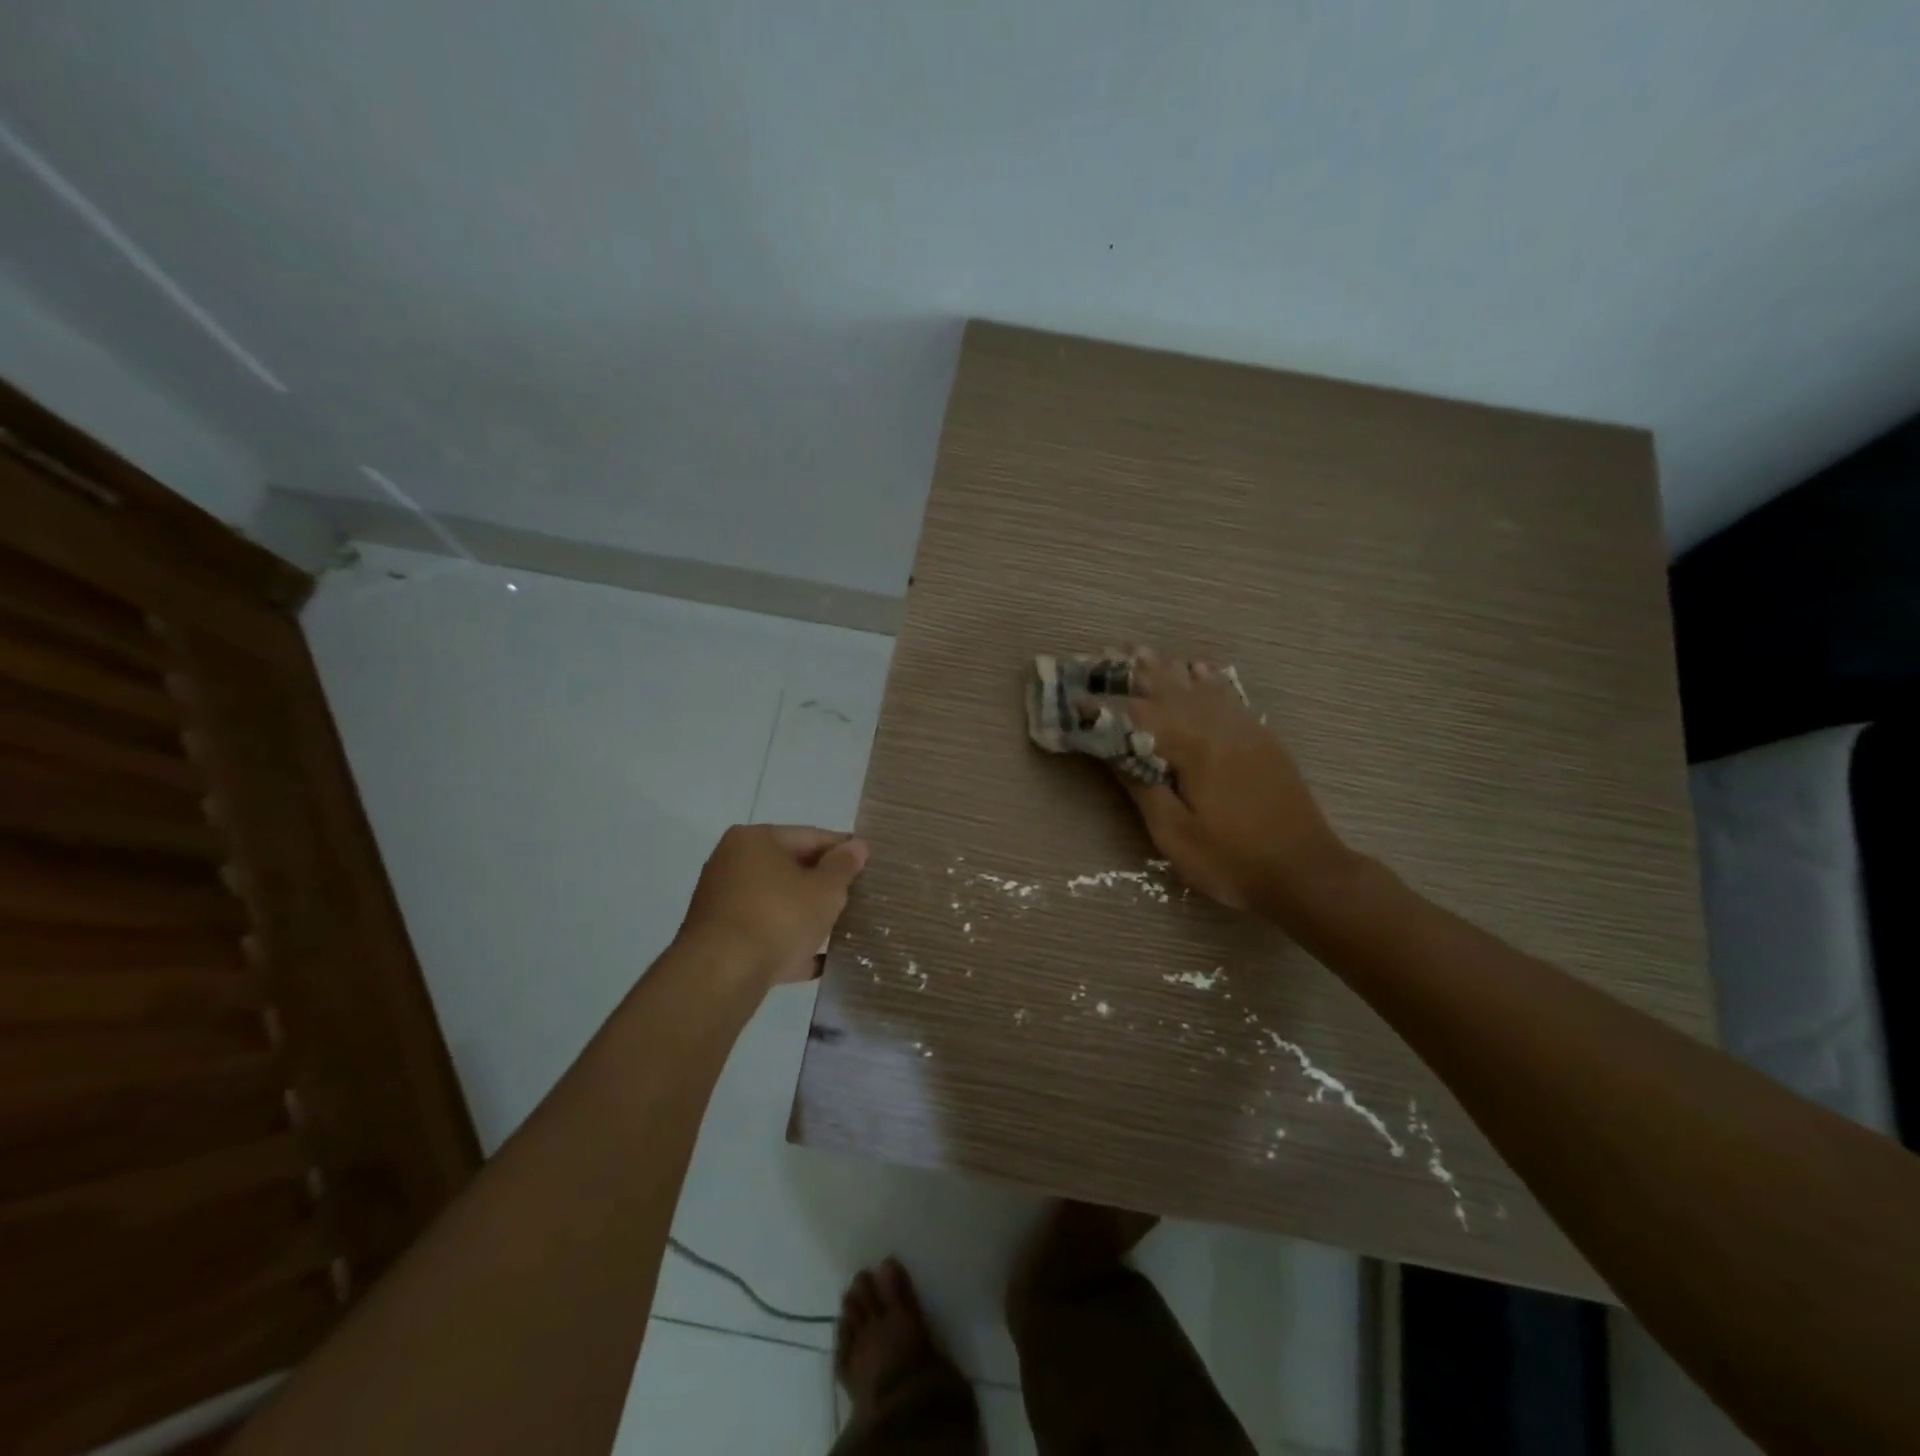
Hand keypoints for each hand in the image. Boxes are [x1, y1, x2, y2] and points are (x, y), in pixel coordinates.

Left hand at [676, 825, 869, 988]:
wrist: (722, 976)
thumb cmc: (778, 917)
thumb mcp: (824, 890)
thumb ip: (843, 866)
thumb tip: (857, 846)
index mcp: (755, 840)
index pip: (810, 836)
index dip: (842, 849)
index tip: (869, 863)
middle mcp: (732, 864)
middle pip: (790, 869)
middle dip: (824, 884)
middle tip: (857, 897)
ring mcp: (723, 903)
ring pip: (777, 904)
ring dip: (807, 916)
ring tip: (841, 929)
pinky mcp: (720, 940)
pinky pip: (764, 935)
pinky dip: (788, 944)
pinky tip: (819, 961)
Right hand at [1086, 649, 1353, 913]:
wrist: (1306, 872)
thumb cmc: (1232, 860)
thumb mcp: (1175, 834)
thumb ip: (1143, 788)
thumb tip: (1114, 751)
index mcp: (1194, 748)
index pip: (1139, 716)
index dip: (1104, 706)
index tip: (1075, 698)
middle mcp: (1219, 727)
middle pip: (1170, 689)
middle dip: (1134, 673)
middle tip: (1105, 655)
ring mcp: (1245, 730)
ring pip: (1200, 686)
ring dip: (1168, 669)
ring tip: (1142, 652)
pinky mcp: (1262, 739)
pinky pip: (1229, 695)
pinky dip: (1208, 678)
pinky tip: (1199, 669)